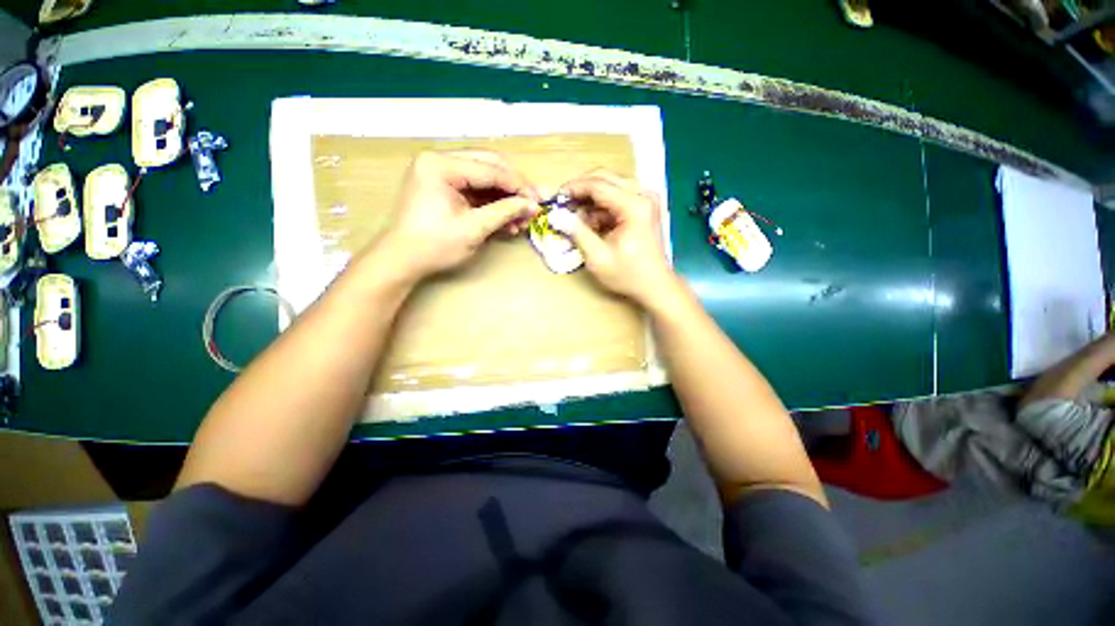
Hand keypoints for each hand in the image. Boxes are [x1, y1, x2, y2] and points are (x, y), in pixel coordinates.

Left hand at [378, 150, 539, 281]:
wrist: (403, 260)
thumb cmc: (434, 245)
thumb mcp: (473, 229)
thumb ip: (504, 212)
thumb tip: (532, 206)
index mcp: (440, 165)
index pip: (490, 169)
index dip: (518, 186)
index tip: (537, 202)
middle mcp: (439, 160)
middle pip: (489, 166)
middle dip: (514, 188)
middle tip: (532, 205)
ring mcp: (441, 172)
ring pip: (485, 178)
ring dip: (505, 198)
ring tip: (521, 219)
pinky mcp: (444, 186)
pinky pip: (476, 189)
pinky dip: (493, 203)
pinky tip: (507, 220)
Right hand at [549, 169, 676, 307]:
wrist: (655, 285)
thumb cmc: (628, 275)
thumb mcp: (598, 257)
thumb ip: (577, 232)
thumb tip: (556, 215)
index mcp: (634, 206)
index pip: (598, 184)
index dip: (573, 188)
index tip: (556, 199)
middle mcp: (643, 195)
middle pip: (605, 177)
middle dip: (581, 190)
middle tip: (564, 205)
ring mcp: (646, 199)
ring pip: (610, 185)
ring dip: (591, 199)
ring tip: (577, 218)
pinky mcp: (644, 206)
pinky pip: (617, 196)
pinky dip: (601, 207)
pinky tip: (592, 224)